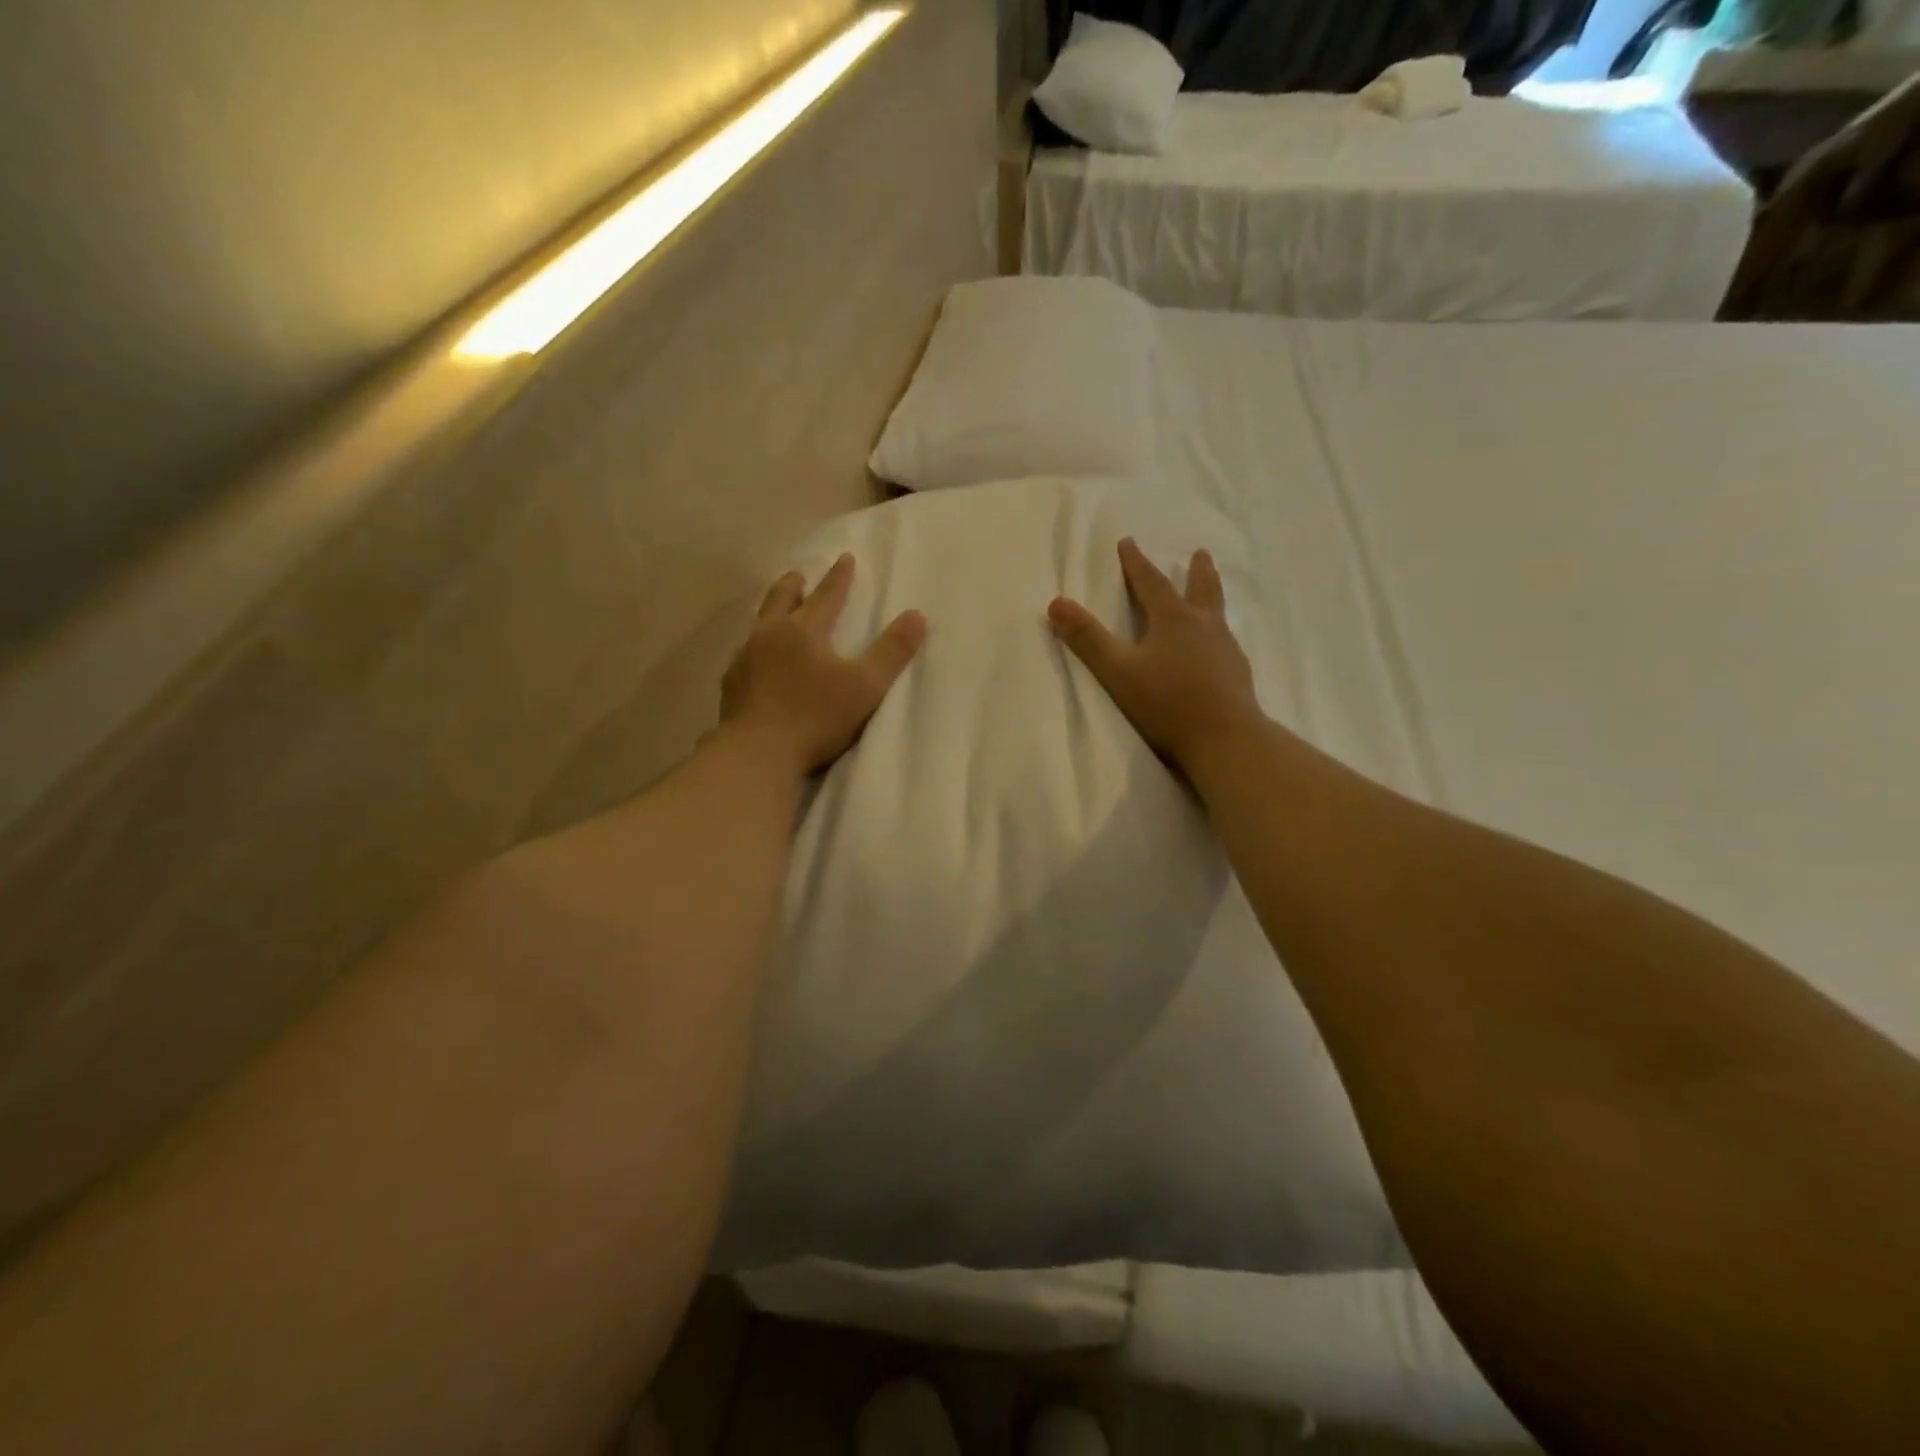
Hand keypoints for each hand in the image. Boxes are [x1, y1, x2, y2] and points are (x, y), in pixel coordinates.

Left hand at [721, 554, 926, 774]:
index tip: (845, 558)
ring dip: (770, 613)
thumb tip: (917, 616)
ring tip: (775, 613)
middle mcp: (769, 636)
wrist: (757, 752)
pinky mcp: (731, 686)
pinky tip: (755, 660)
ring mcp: (745, 660)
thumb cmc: (816, 717)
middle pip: (781, 600)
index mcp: (804, 631)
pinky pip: (743, 655)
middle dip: (793, 585)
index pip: (826, 596)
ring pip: (757, 625)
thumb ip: (892, 651)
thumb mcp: (865, 686)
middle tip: (798, 575)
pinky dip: (754, 648)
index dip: (839, 578)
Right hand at [1048, 538, 1262, 769]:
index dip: (1136, 562)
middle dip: (1195, 569)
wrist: (1225, 738)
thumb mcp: (1118, 671)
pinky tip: (1216, 646)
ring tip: (1209, 593)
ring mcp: (1225, 648)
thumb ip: (1087, 638)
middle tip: (1199, 553)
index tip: (1128, 542)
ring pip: (1217, 612)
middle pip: (1200, 588)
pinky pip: (1225, 640)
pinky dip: (1217, 631)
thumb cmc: (1167, 703)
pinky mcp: (1237, 672)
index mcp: (1173, 619)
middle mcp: (1203, 625)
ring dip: (1210, 596)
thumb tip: (1056, 602)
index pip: (1151, 582)